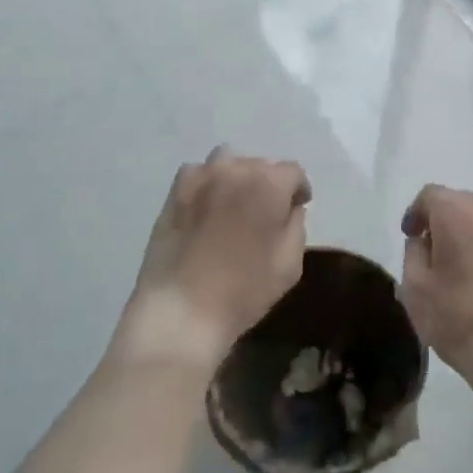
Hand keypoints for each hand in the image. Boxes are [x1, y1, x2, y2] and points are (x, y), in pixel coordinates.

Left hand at [115, 148, 311, 372]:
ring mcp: (201, 177)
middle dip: (268, 184)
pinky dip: (207, 184)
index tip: (296, 209)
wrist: (182, 310)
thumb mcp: (290, 264)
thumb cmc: (244, 290)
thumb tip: (289, 208)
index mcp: (270, 183)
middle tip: (264, 213)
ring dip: (237, 178)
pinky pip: (198, 174)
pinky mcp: (174, 192)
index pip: (293, 172)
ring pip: (228, 163)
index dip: (298, 191)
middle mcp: (236, 168)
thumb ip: (296, 225)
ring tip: (234, 205)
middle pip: (261, 165)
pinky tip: (206, 209)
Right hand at [399, 186, 472, 400]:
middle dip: (440, 218)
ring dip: (464, 232)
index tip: (409, 237)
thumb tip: (422, 240)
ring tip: (453, 264)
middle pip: (458, 201)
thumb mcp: (415, 289)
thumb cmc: (459, 318)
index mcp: (457, 213)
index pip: (430, 194)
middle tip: (428, 248)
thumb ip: (413, 253)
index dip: (415, 212)